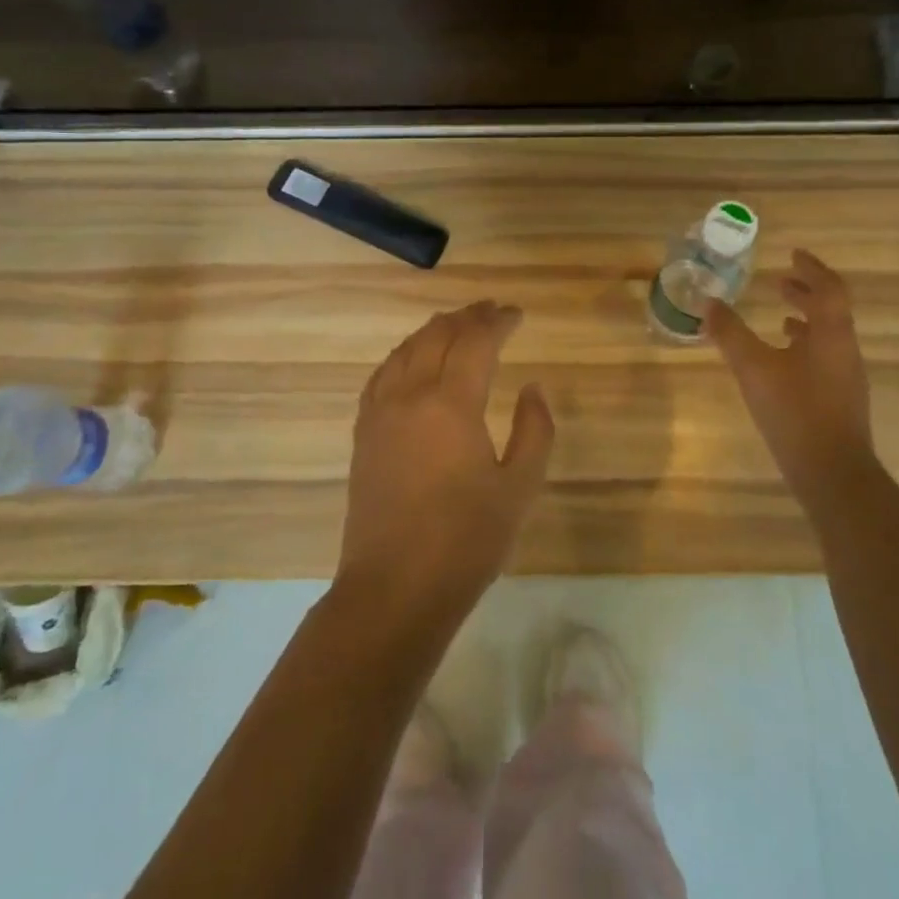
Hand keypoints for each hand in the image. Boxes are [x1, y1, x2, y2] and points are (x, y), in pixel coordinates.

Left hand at [338, 301, 555, 625]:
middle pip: (438, 335)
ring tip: (457, 324)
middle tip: (491, 311)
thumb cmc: (466, 541)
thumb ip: (534, 430)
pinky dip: (404, 353)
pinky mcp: (364, 432)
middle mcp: (411, 394)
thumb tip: (532, 388)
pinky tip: (413, 358)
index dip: (498, 322)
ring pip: (407, 349)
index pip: (476, 341)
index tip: (517, 315)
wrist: (394, 587)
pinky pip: (383, 373)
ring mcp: (381, 411)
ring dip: (435, 330)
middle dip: (467, 317)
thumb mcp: (519, 488)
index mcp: (452, 403)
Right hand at [707, 250, 873, 510]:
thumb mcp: (754, 368)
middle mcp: (845, 350)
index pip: (829, 288)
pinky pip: (823, 357)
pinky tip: (782, 360)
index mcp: (831, 334)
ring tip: (779, 315)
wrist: (832, 473)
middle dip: (807, 291)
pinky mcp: (839, 399)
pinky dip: (804, 345)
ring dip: (805, 318)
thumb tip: (708, 303)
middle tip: (781, 280)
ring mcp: (845, 377)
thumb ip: (730, 334)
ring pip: (828, 335)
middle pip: (831, 309)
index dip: (812, 268)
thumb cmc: (795, 412)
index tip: (793, 254)